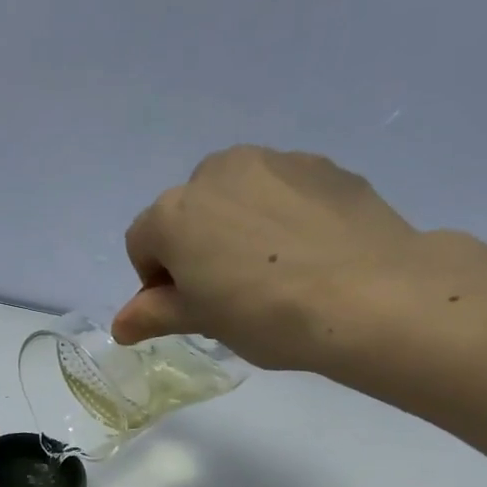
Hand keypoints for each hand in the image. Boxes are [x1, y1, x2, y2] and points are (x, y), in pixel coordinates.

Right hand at [113, 145, 431, 370]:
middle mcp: (216, 172)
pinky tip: (307, 253)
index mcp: (174, 212)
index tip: (185, 308)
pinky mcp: (321, 165)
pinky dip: (281, 216)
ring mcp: (273, 161)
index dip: (154, 280)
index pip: (141, 243)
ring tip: (272, 270)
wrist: (366, 294)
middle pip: (188, 211)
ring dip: (238, 226)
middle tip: (227, 290)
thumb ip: (154, 314)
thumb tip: (120, 325)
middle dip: (196, 245)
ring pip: (236, 195)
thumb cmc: (264, 314)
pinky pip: (282, 191)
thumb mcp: (202, 320)